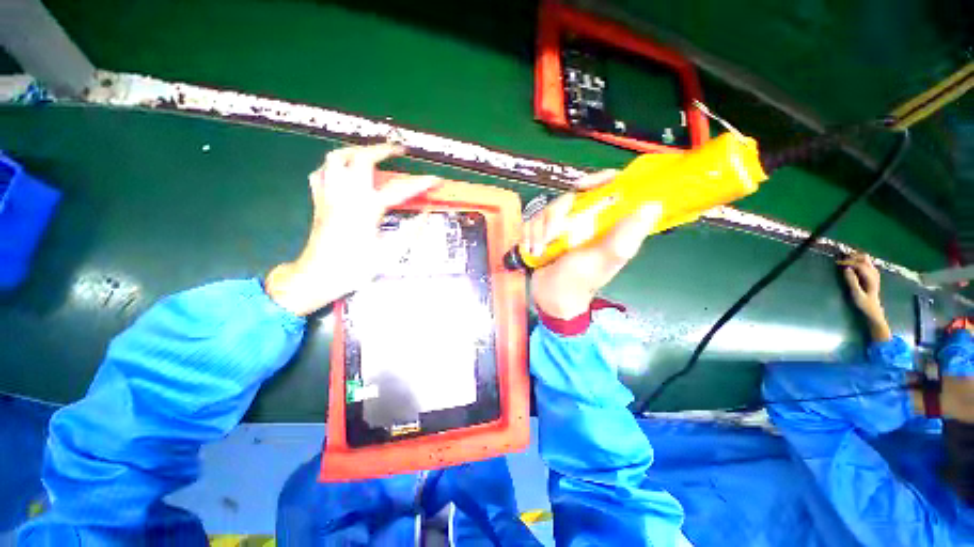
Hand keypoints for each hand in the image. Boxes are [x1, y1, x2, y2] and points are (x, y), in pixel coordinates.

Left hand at [265, 144, 440, 315]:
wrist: (318, 276)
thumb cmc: (354, 268)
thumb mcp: (389, 253)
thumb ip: (410, 232)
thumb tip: (425, 215)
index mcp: (366, 209)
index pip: (400, 190)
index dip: (421, 183)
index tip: (436, 179)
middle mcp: (346, 195)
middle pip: (361, 158)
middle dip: (383, 150)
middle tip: (399, 151)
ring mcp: (329, 195)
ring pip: (336, 158)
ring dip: (355, 151)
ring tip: (370, 155)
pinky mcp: (318, 201)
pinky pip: (321, 173)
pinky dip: (333, 167)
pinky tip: (343, 172)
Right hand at [525, 170, 662, 319]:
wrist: (552, 297)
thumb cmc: (581, 280)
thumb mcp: (605, 259)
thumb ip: (625, 235)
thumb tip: (653, 204)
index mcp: (605, 224)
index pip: (608, 189)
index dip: (597, 180)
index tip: (581, 186)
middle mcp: (584, 221)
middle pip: (569, 198)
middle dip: (555, 217)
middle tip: (551, 237)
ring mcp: (562, 227)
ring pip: (547, 210)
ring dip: (539, 232)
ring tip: (539, 251)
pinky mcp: (543, 233)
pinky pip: (531, 222)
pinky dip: (528, 236)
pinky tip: (531, 251)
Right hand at [839, 253, 891, 341]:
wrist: (873, 310)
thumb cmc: (864, 303)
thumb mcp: (856, 294)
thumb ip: (852, 281)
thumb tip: (846, 268)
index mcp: (871, 277)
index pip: (860, 264)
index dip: (849, 262)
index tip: (838, 263)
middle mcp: (874, 273)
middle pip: (865, 259)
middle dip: (853, 257)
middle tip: (841, 260)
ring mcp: (874, 273)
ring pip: (866, 259)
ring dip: (856, 258)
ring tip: (845, 260)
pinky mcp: (872, 275)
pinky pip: (866, 263)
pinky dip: (858, 261)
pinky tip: (852, 265)